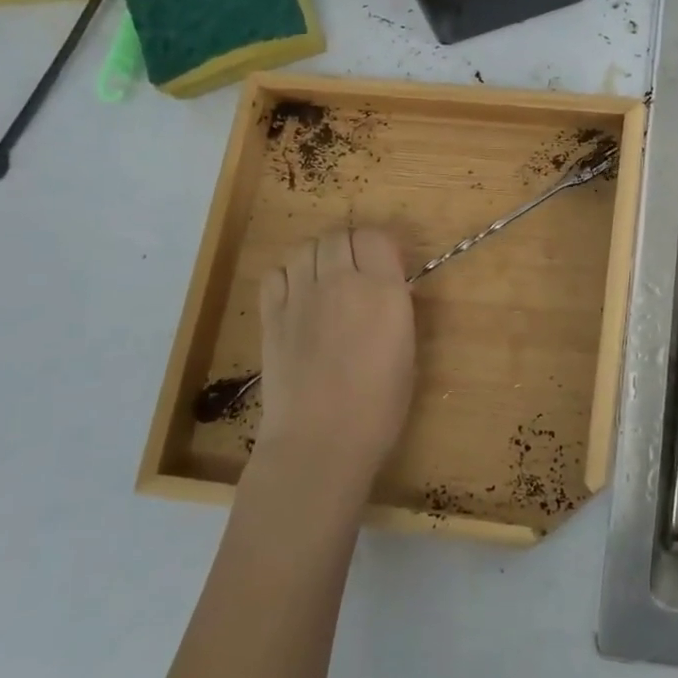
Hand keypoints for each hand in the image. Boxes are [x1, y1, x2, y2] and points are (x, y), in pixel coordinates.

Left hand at [255, 228, 415, 489]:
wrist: (320, 440)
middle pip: (338, 236)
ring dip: (318, 257)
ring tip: (325, 281)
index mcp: (382, 290)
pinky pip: (276, 273)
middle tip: (357, 274)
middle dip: (350, 248)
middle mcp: (340, 281)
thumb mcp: (407, 352)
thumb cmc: (379, 406)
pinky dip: (288, 276)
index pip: (375, 237)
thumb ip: (397, 310)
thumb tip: (390, 290)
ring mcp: (300, 296)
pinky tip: (298, 297)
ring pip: (305, 248)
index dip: (380, 248)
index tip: (386, 268)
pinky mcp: (271, 315)